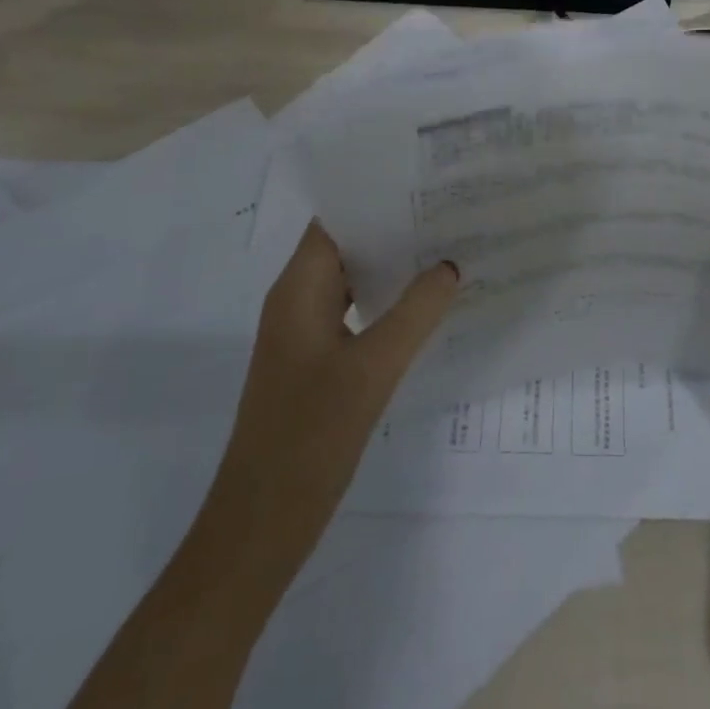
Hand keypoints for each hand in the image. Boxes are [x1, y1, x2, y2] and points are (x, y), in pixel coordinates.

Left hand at [211, 223, 459, 575]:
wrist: (259, 525)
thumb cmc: (309, 437)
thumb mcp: (373, 369)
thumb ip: (416, 311)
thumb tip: (449, 264)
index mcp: (298, 289)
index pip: (335, 220)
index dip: (375, 196)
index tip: (425, 182)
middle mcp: (296, 301)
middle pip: (346, 246)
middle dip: (393, 227)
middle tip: (449, 211)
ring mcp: (304, 334)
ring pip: (351, 281)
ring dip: (391, 265)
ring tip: (446, 248)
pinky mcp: (314, 362)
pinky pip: (353, 313)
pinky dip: (385, 301)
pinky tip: (424, 306)